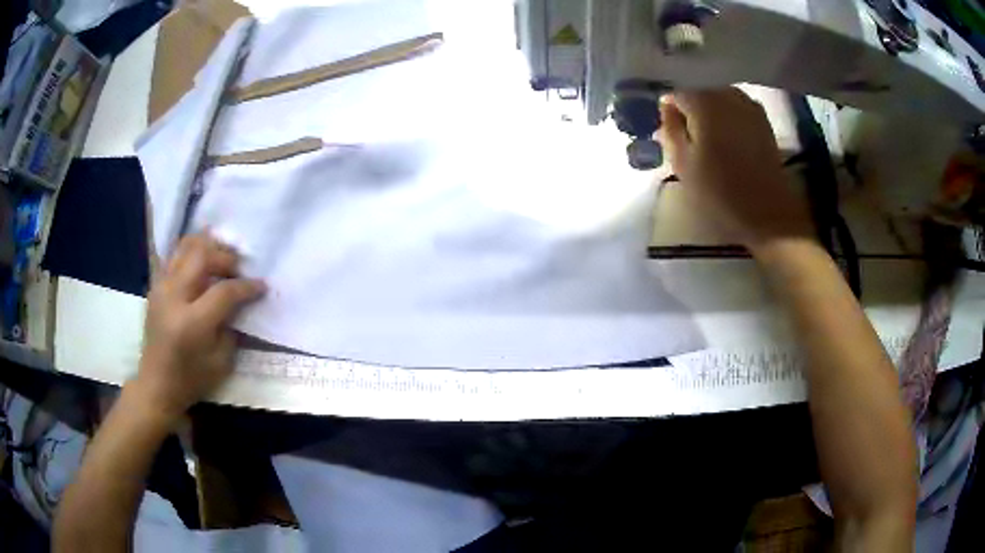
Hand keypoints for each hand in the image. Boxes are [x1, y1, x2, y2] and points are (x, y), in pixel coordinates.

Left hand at [132, 232, 265, 419]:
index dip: (247, 286)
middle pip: (202, 256)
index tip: (262, 286)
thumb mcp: (221, 362)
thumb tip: (241, 302)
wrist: (156, 385)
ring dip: (207, 246)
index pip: (224, 291)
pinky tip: (201, 259)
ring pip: (185, 247)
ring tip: (221, 255)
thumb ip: (232, 327)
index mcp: (192, 323)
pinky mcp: (155, 287)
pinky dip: (190, 252)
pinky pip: (174, 256)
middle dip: (226, 257)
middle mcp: (174, 297)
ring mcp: (161, 288)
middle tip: (239, 268)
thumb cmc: (191, 380)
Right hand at [658, 87, 813, 252]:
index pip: (675, 91)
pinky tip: (726, 135)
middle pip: (698, 89)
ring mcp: (747, 104)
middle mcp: (726, 94)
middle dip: (689, 107)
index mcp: (703, 102)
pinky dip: (727, 114)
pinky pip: (736, 106)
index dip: (667, 108)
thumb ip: (670, 130)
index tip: (666, 128)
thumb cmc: (720, 191)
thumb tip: (666, 108)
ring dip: (708, 110)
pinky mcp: (762, 119)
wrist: (767, 212)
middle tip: (685, 135)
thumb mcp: (682, 164)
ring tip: (706, 135)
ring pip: (718, 96)